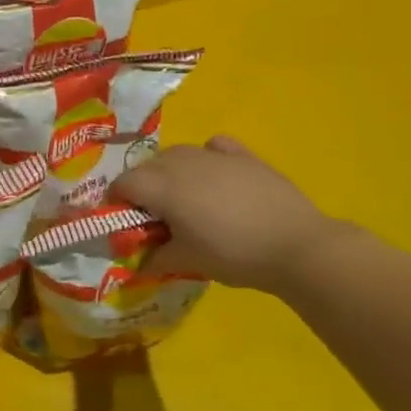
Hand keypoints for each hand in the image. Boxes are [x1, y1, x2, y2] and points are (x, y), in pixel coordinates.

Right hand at [114, 136, 342, 291]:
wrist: (295, 245)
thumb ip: (155, 258)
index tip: (124, 224)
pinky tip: (215, 177)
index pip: (122, 184)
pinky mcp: (243, 155)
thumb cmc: (232, 254)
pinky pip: (213, 148)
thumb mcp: (187, 261)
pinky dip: (205, 158)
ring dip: (170, 172)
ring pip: (177, 154)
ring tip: (183, 200)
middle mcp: (181, 162)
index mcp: (161, 186)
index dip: (116, 202)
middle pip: (147, 166)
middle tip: (153, 217)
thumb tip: (140, 262)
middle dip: (142, 187)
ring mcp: (214, 155)